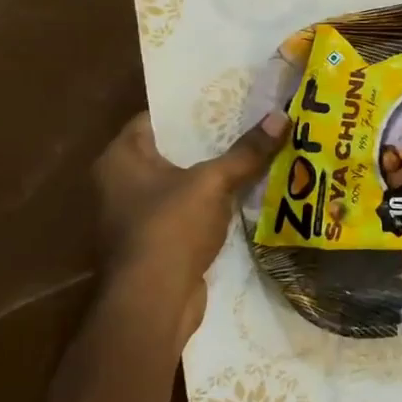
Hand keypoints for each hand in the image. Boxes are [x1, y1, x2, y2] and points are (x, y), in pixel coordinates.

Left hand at [91, 109, 287, 348]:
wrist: (153, 302)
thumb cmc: (171, 228)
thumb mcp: (213, 182)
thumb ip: (246, 151)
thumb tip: (281, 115)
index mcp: (120, 158)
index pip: (155, 118)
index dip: (190, 108)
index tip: (227, 99)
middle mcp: (119, 183)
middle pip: (171, 150)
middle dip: (209, 140)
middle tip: (249, 122)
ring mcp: (135, 215)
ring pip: (181, 182)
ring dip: (213, 173)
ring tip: (254, 153)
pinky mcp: (155, 241)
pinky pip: (187, 210)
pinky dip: (211, 202)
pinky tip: (245, 193)